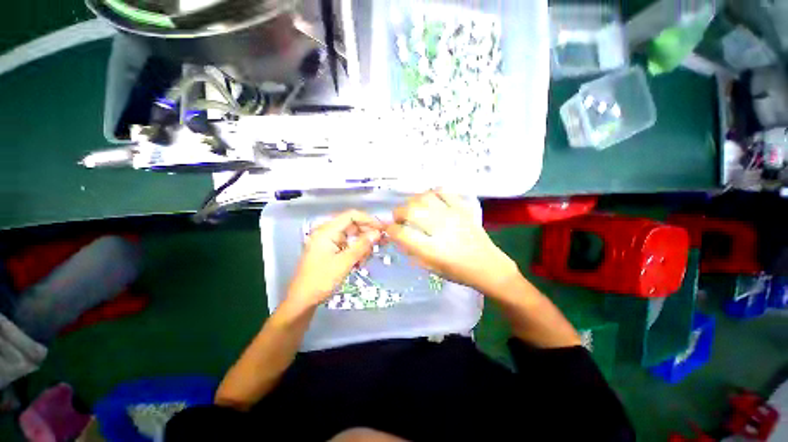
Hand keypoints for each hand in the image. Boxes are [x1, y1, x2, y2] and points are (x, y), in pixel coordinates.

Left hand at [286, 210, 382, 308]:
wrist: (303, 300)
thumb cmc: (321, 280)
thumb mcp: (344, 262)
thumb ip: (362, 246)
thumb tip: (378, 233)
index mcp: (326, 231)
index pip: (351, 215)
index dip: (368, 220)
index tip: (382, 229)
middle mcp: (326, 232)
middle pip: (352, 225)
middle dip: (366, 234)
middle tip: (380, 243)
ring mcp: (327, 241)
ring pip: (351, 236)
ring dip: (361, 245)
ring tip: (366, 258)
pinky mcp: (329, 250)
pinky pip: (347, 245)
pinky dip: (355, 251)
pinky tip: (359, 262)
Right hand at [385, 190, 518, 294]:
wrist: (488, 266)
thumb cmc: (458, 272)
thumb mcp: (431, 268)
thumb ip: (412, 251)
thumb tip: (398, 236)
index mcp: (433, 250)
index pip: (402, 234)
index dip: (391, 230)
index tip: (390, 230)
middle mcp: (441, 229)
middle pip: (411, 210)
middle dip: (398, 213)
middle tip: (399, 218)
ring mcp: (453, 215)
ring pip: (425, 198)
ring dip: (413, 201)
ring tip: (413, 208)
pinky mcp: (463, 208)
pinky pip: (443, 192)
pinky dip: (431, 193)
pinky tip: (429, 200)